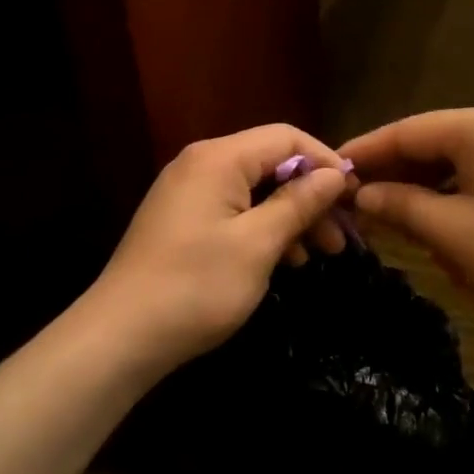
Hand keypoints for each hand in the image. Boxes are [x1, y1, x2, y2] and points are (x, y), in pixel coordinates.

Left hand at [91, 125, 350, 374]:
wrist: (120, 336)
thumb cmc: (196, 286)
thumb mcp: (258, 244)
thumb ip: (298, 203)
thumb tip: (334, 174)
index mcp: (219, 158)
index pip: (286, 137)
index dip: (325, 161)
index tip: (353, 198)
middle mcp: (201, 164)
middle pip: (271, 163)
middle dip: (310, 197)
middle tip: (340, 239)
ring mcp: (187, 192)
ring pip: (254, 190)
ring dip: (290, 217)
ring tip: (319, 255)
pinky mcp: (181, 220)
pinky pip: (233, 210)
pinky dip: (262, 229)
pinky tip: (284, 261)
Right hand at [342, 104, 473, 340]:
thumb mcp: (451, 234)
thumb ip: (400, 206)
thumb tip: (363, 194)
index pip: (406, 131)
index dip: (364, 152)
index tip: (327, 171)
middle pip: (430, 142)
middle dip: (391, 170)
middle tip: (349, 198)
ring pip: (454, 162)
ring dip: (418, 186)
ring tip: (382, 211)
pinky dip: (449, 195)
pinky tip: (428, 218)